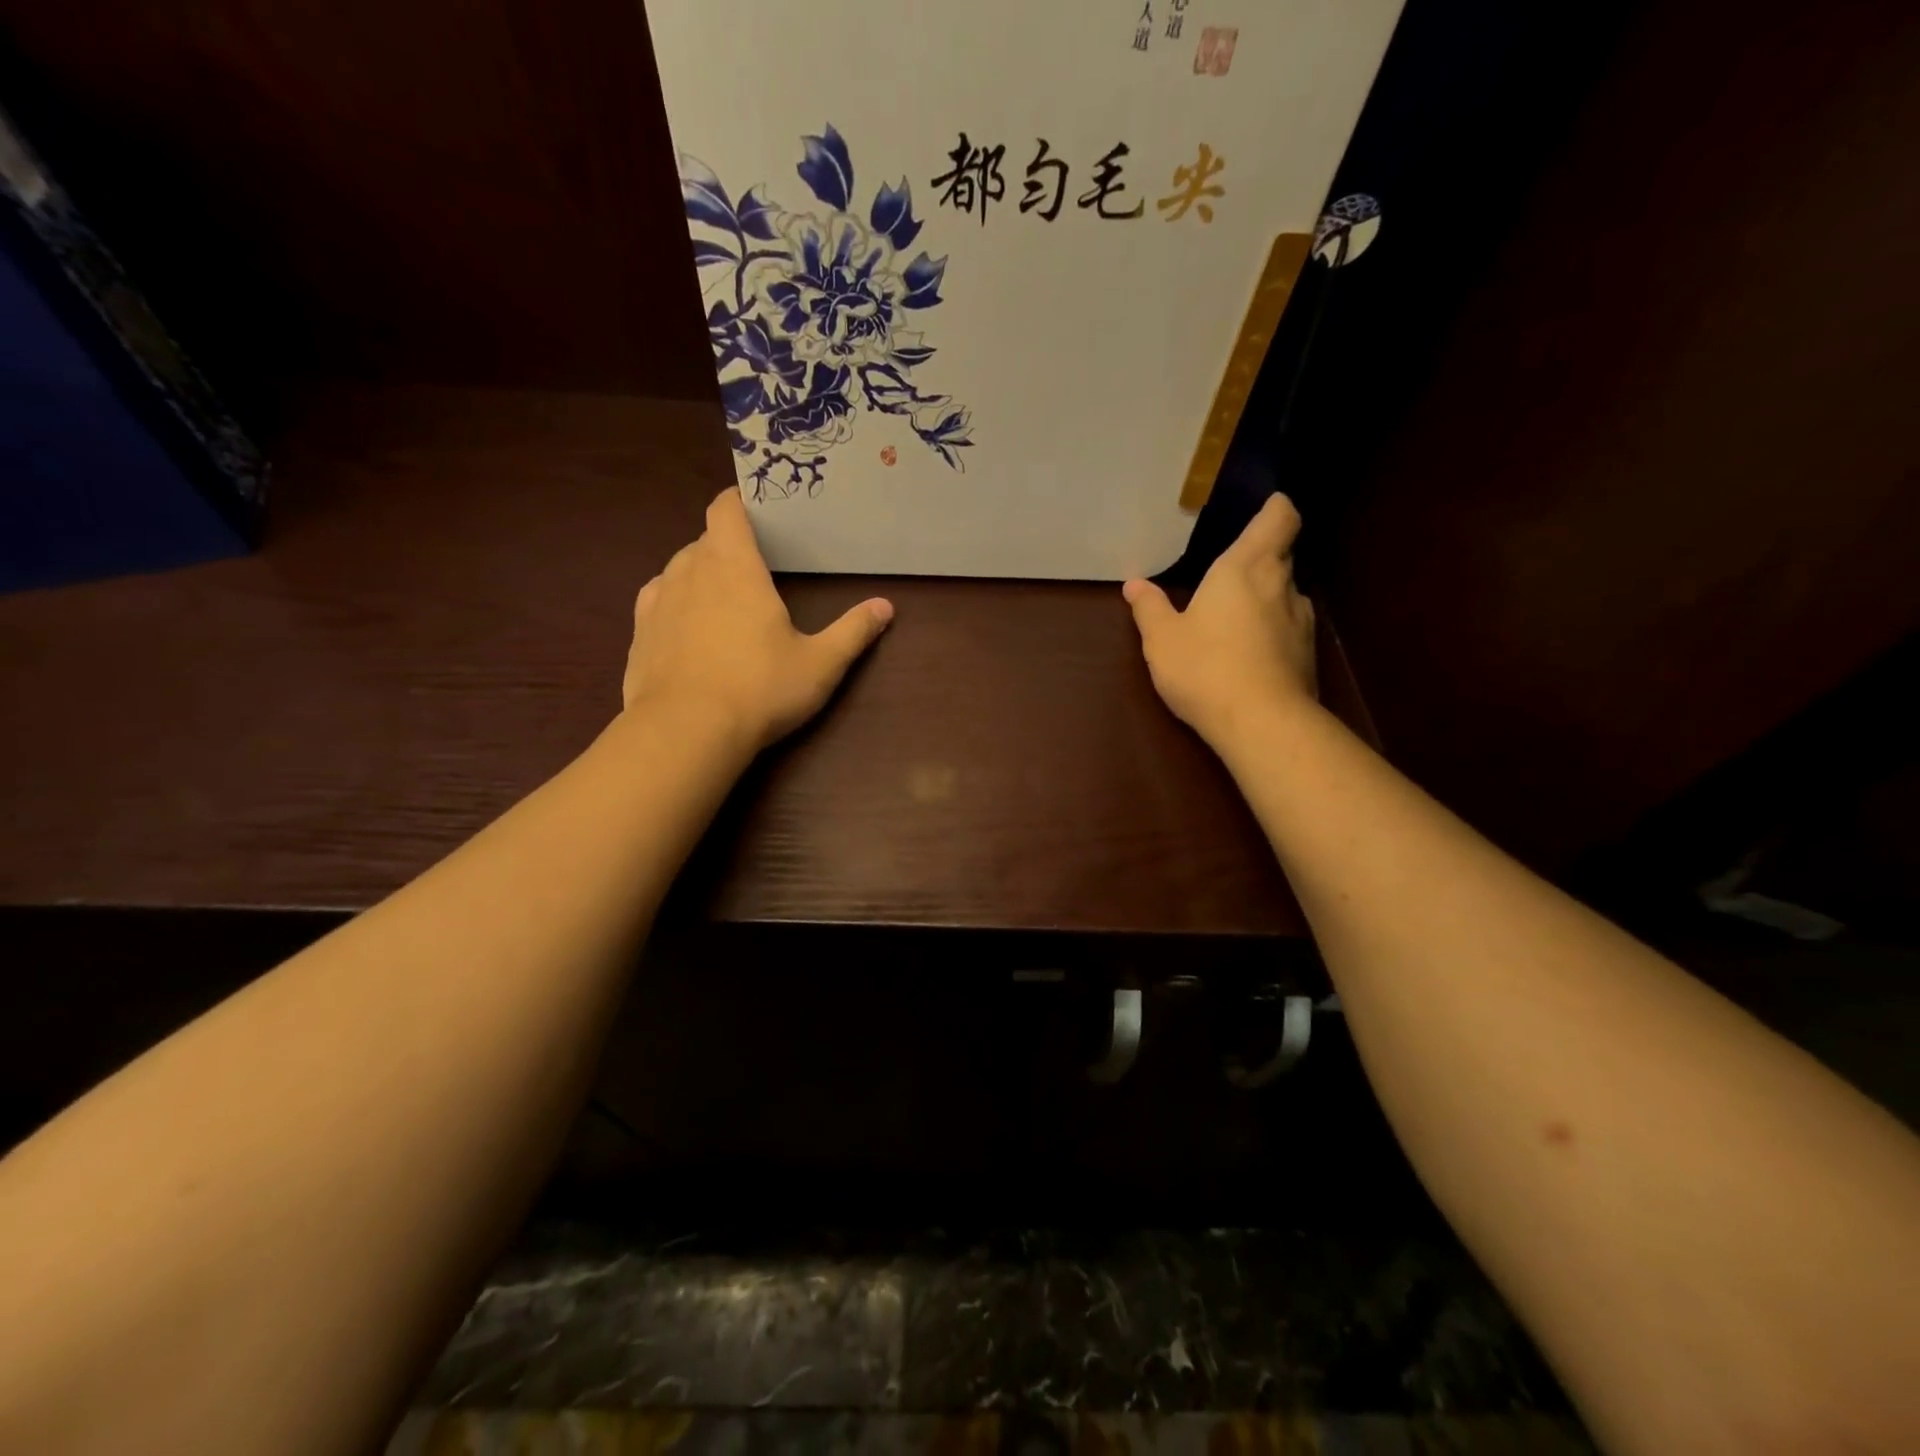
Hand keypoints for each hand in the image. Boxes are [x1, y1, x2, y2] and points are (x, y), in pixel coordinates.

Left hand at [622, 489, 893, 751]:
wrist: (685, 733)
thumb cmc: (759, 688)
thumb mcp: (820, 664)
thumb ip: (853, 632)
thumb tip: (885, 606)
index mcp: (734, 566)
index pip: (726, 508)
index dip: (739, 501)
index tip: (758, 509)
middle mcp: (689, 571)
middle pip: (705, 540)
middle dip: (728, 547)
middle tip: (757, 569)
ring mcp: (657, 601)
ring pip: (678, 570)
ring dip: (700, 575)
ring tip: (723, 601)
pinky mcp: (638, 634)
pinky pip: (657, 602)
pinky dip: (675, 605)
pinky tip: (689, 629)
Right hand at [1122, 493, 1316, 750]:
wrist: (1262, 723)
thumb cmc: (1205, 668)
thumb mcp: (1162, 639)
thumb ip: (1149, 608)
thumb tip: (1134, 585)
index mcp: (1244, 568)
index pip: (1279, 518)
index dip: (1275, 508)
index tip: (1265, 506)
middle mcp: (1281, 585)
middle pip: (1282, 554)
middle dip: (1260, 557)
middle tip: (1229, 570)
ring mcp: (1301, 620)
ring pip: (1286, 593)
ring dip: (1266, 596)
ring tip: (1236, 615)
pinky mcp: (1307, 655)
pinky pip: (1289, 628)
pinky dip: (1272, 630)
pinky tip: (1248, 652)